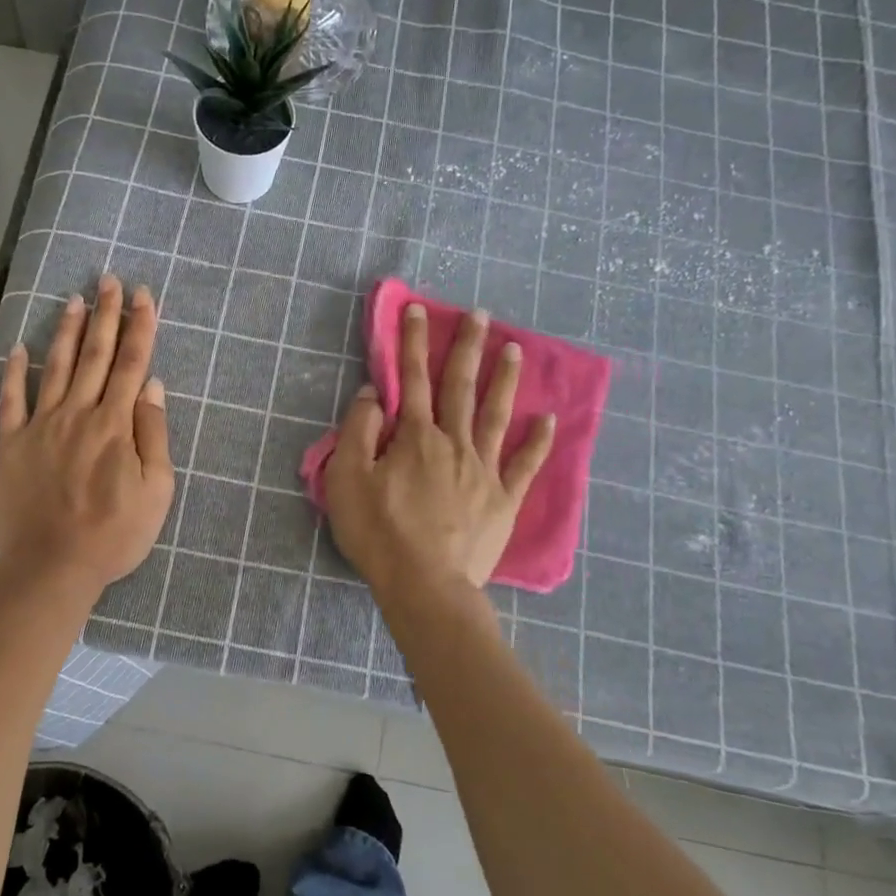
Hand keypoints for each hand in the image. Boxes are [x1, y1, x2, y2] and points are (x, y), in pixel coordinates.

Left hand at [0, 276, 175, 598]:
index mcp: (116, 424)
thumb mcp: (156, 491)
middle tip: (109, 279)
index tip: (144, 296)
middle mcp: (79, 413)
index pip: (132, 364)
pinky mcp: (12, 443)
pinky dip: (14, 371)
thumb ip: (154, 434)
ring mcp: (41, 425)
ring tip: (74, 299)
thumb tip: (152, 385)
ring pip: (57, 367)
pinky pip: (12, 400)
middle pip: (96, 355)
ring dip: (67, 331)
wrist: (52, 565)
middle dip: (106, 314)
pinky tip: (18, 347)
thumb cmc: (113, 534)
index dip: (140, 327)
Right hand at [324, 302, 554, 590]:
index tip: (418, 310)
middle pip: (460, 387)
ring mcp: (484, 470)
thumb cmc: (379, 532)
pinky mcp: (503, 500)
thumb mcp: (348, 479)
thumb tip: (374, 395)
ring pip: (496, 415)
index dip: (412, 342)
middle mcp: (454, 443)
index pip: (411, 379)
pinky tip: (547, 419)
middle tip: (480, 313)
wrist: (425, 585)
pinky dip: (538, 441)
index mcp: (415, 437)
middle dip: (466, 347)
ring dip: (504, 379)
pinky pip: (524, 464)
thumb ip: (359, 431)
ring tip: (514, 348)